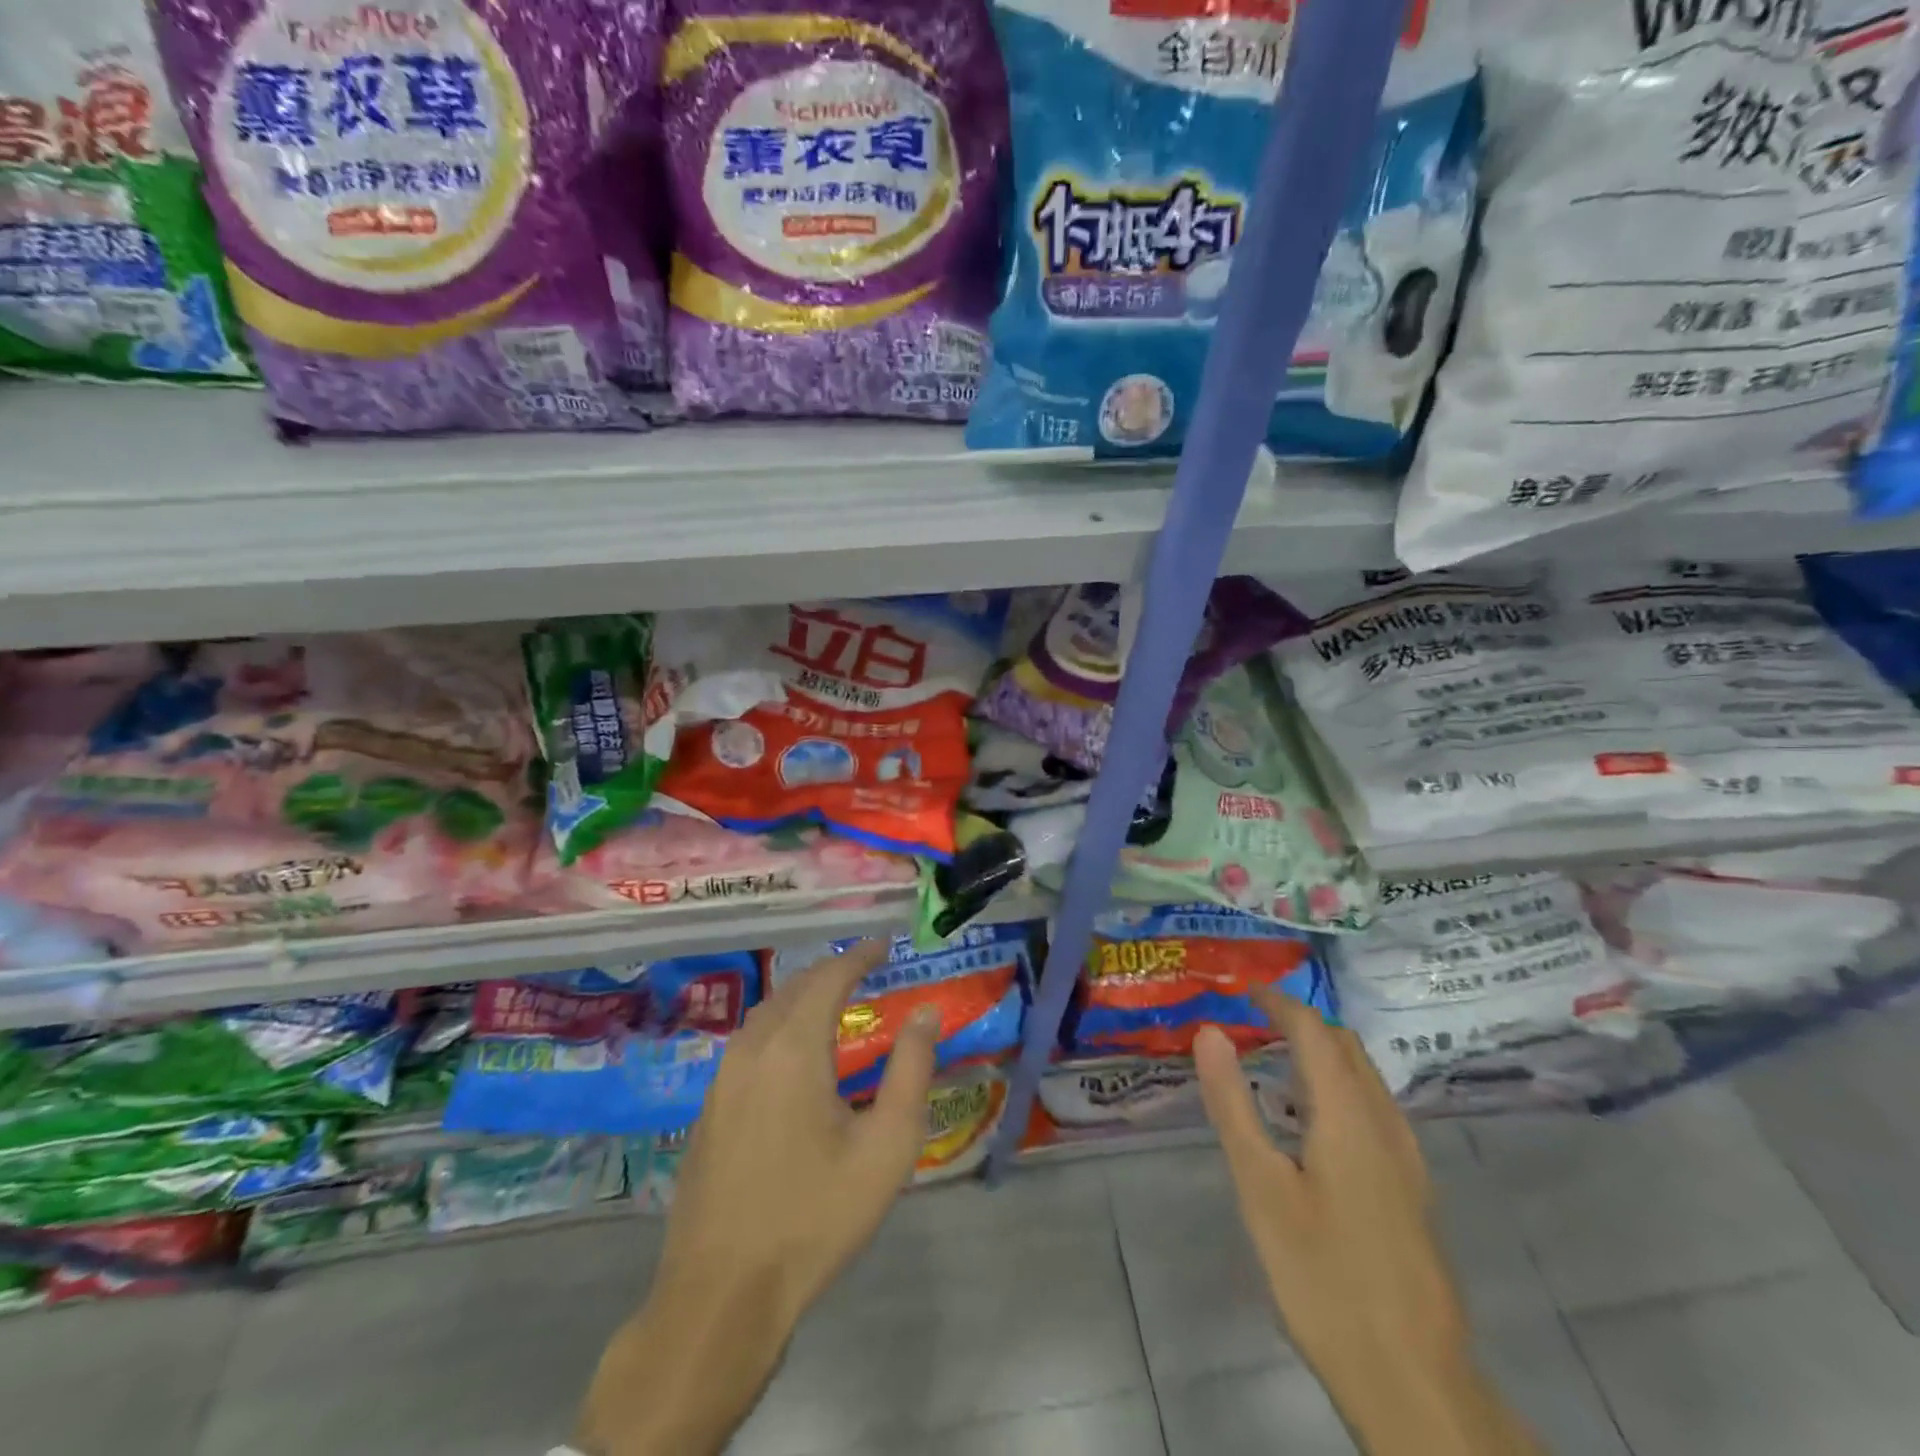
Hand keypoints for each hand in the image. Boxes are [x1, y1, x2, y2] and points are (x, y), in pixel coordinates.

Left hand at [576, 940, 940, 1455]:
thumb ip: (910, 1070)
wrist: (721, 1294)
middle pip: (794, 988)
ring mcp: (722, 1079)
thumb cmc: (814, 1217)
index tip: (884, 945)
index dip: (858, 956)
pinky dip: (779, 1025)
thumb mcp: (885, 1147)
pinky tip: (793, 1053)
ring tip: (833, 1001)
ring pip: (765, 1013)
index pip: (828, 978)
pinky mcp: (708, 1109)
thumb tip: (926, 1013)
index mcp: (793, 1048)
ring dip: (801, 996)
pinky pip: (749, 1043)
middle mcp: (752, 1049)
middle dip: (830, 972)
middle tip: (864, 970)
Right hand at [1195, 987, 1541, 1455]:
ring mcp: (1407, 1160)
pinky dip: (1340, 1089)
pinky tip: (1313, 1126)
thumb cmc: (1323, 1276)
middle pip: (1347, 1047)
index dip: (1278, 1003)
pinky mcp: (1412, 1191)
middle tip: (1252, 1024)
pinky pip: (1375, 1110)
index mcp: (1349, 1115)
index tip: (1241, 992)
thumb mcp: (1260, 1187)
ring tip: (1274, 1065)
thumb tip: (1209, 1034)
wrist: (1411, 1380)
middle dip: (1302, 1023)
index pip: (1314, 1031)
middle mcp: (1385, 1124)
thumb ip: (1233, 1105)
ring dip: (1323, 1055)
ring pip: (1366, 1079)